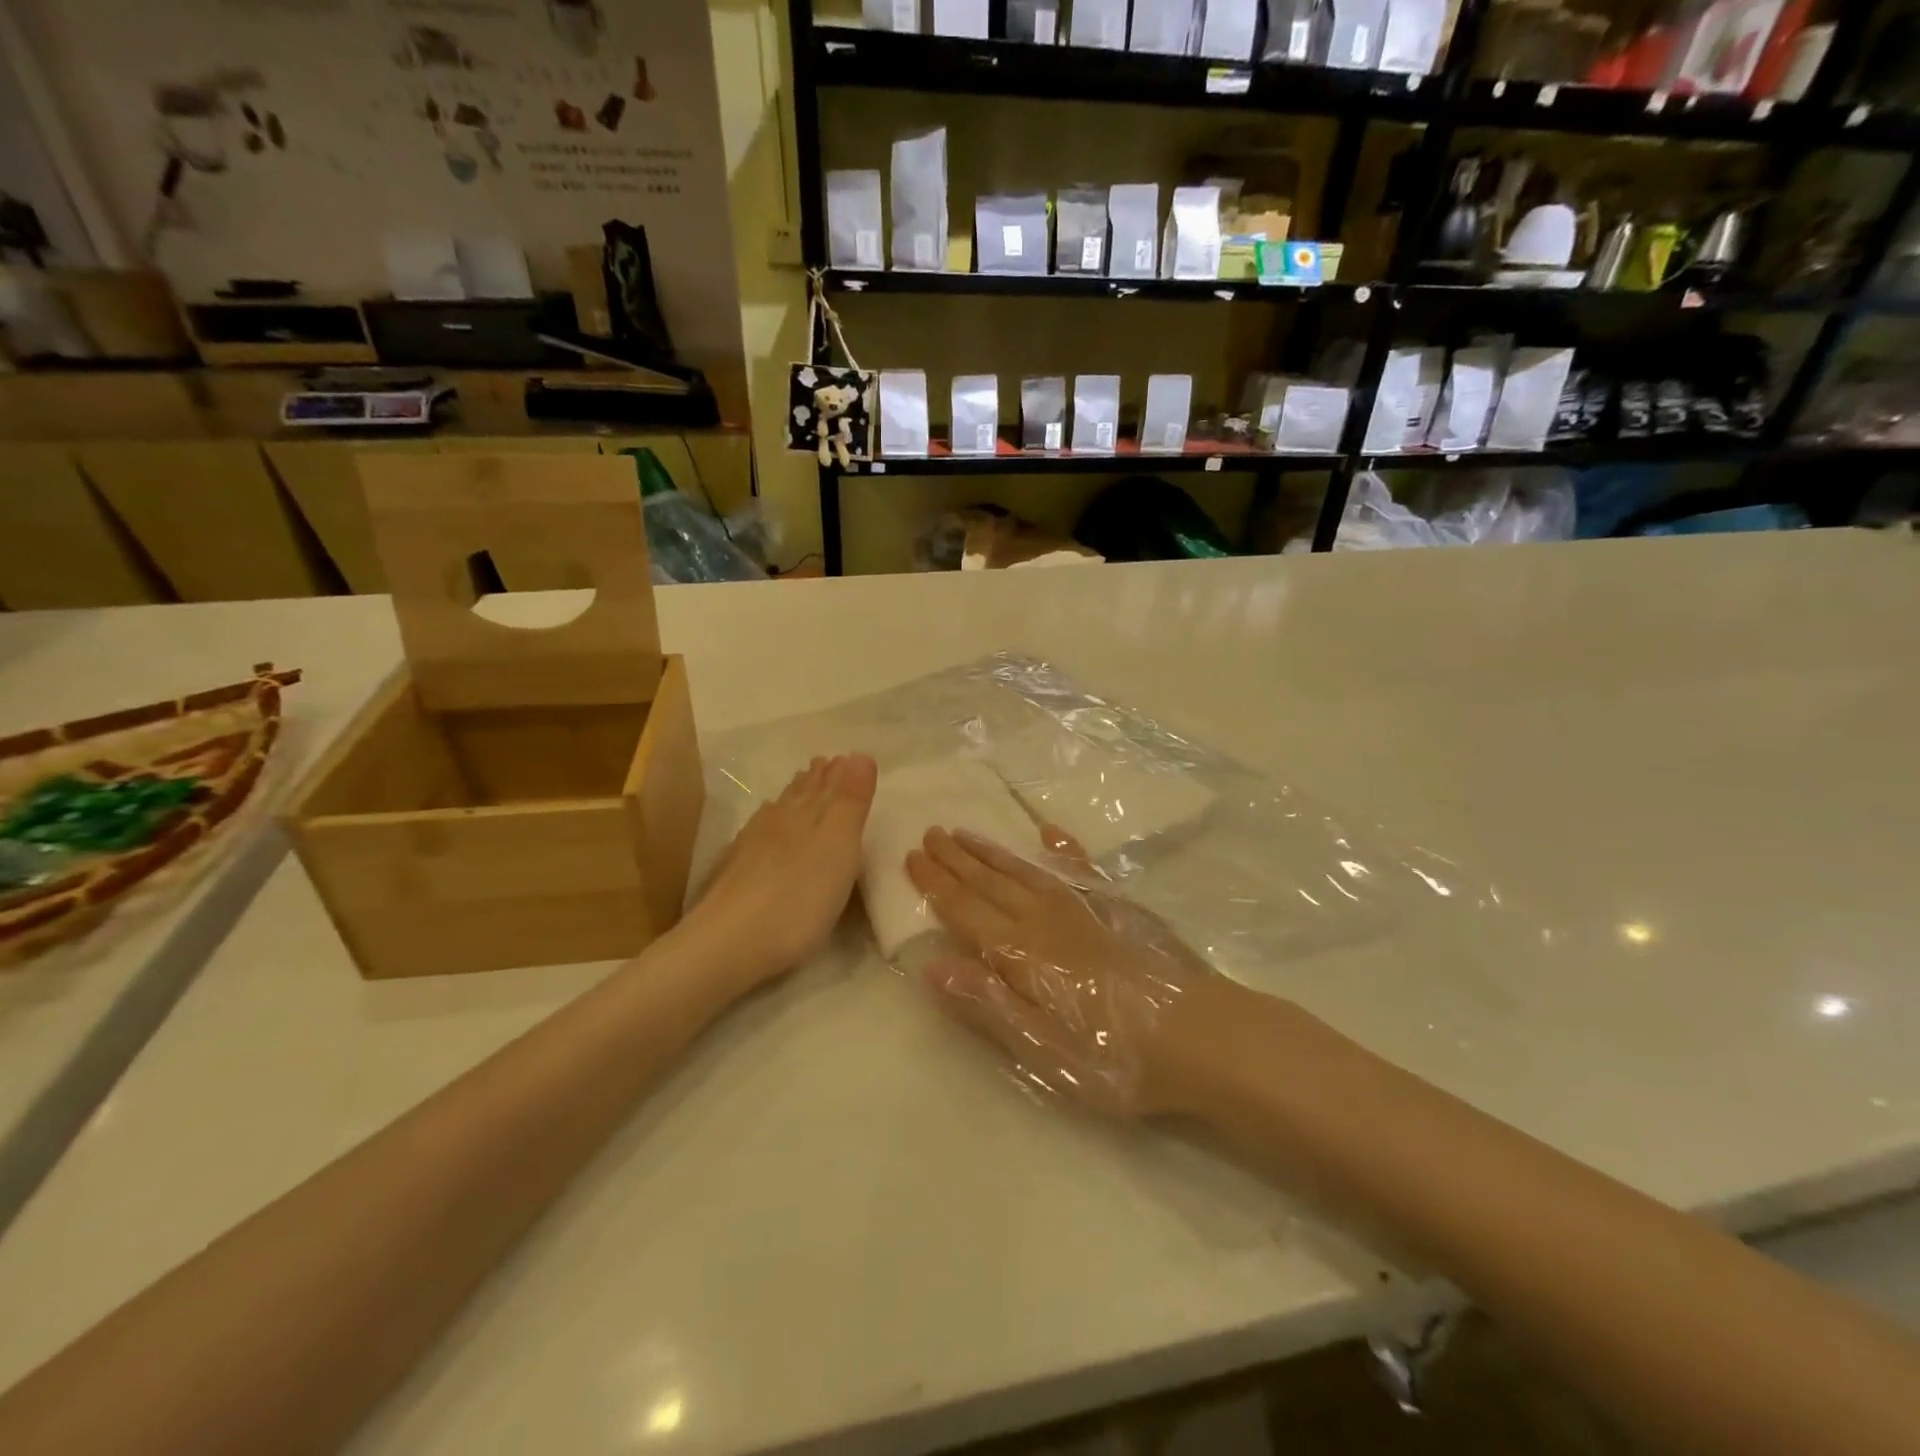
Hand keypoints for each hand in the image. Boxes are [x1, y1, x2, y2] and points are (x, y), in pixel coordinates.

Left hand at [681, 754, 877, 989]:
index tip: (846, 757)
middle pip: (802, 793)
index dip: (840, 773)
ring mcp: (753, 844)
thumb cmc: (799, 897)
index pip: (828, 785)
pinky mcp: (736, 869)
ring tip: (803, 783)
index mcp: (810, 814)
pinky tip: (766, 822)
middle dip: (817, 779)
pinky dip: (770, 819)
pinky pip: (759, 830)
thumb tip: (859, 754)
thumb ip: (850, 801)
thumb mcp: (839, 846)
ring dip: (795, 795)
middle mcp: (780, 821)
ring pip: (780, 809)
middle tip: (826, 763)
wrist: (729, 942)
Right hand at [905, 827, 1231, 1116]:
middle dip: (956, 858)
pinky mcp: (1117, 907)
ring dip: (992, 851)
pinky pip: (1079, 868)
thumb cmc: (1114, 1056)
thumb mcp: (1041, 1047)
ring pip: (1024, 870)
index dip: (935, 883)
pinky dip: (1061, 848)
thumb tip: (931, 965)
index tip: (911, 855)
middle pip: (990, 881)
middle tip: (931, 832)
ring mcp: (1083, 907)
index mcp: (1020, 951)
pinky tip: (1049, 833)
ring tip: (966, 832)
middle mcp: (1044, 918)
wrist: (1200, 1037)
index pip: (964, 909)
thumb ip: (986, 1002)